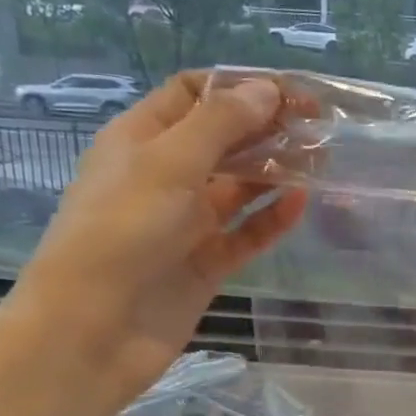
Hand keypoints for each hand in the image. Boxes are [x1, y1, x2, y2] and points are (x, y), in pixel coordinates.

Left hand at [2, 71, 305, 410]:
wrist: (94, 330)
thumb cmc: (122, 232)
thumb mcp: (170, 164)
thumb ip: (222, 123)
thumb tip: (269, 89)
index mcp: (141, 139)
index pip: (193, 93)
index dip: (240, 86)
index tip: (290, 92)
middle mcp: (164, 175)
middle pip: (223, 138)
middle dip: (267, 127)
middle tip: (318, 127)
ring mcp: (186, 221)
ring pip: (240, 186)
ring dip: (277, 171)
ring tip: (321, 161)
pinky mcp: (206, 261)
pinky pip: (246, 231)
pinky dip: (273, 217)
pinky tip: (301, 203)